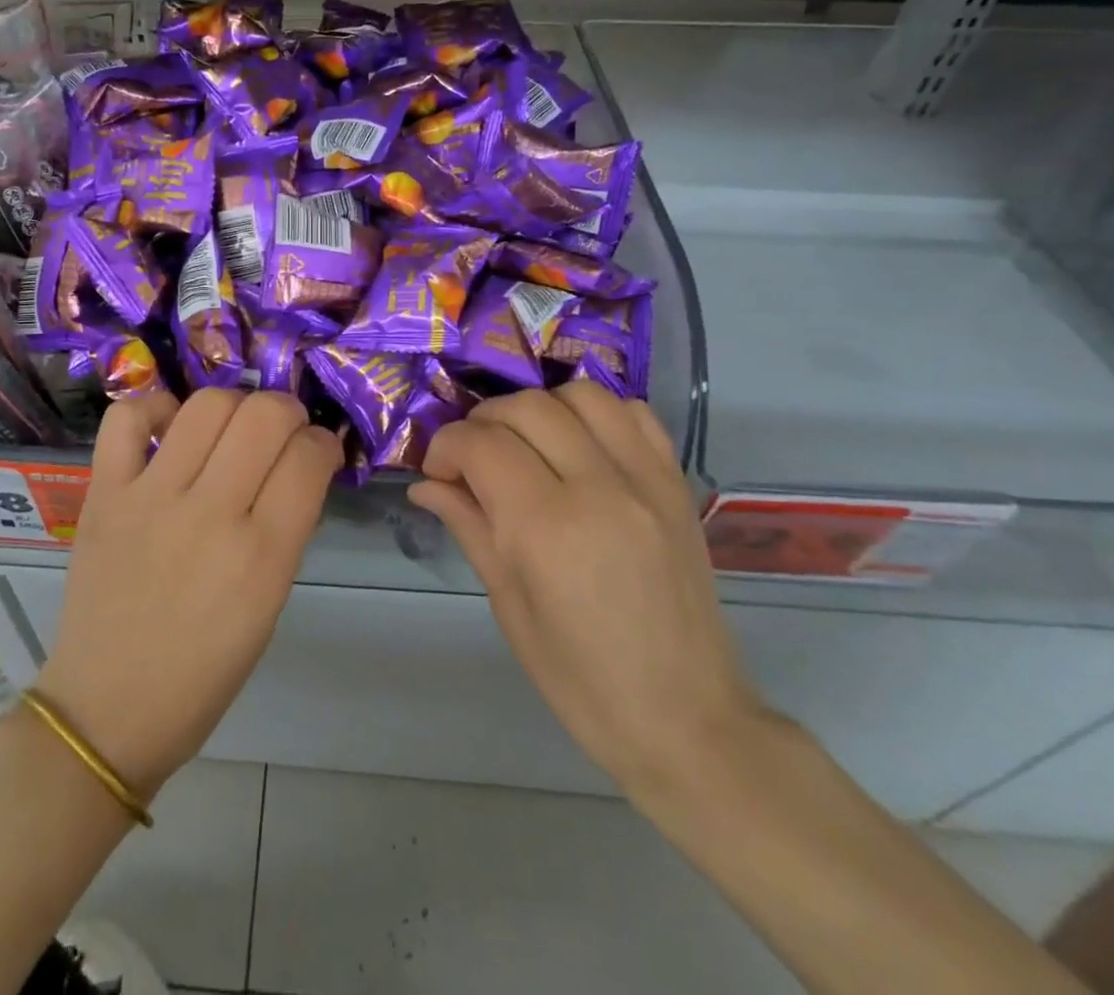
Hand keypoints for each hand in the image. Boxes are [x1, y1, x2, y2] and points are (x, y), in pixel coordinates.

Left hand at [35, 389, 341, 797]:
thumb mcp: (268, 605)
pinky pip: (126, 419)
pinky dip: (155, 408)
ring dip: (234, 404)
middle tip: (282, 433)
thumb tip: (300, 466)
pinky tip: (170, 428)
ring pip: (207, 405)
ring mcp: (150, 499)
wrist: (107, 710)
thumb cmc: (203, 672)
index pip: (309, 459)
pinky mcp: (103, 494)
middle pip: (264, 416)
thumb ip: (287, 528)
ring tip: (231, 428)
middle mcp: (209, 515)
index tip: (318, 452)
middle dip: (288, 411)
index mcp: (261, 557)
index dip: (324, 444)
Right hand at [407, 382, 766, 790]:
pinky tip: (578, 445)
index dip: (446, 447)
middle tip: (473, 459)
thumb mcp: (509, 606)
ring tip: (526, 444)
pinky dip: (594, 414)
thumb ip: (469, 526)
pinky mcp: (676, 483)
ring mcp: (646, 480)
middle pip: (526, 407)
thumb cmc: (581, 679)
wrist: (687, 718)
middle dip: (483, 423)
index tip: (439, 472)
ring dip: (539, 408)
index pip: (481, 444)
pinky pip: (633, 414)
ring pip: (581, 395)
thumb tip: (426, 483)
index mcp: (547, 528)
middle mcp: (600, 488)